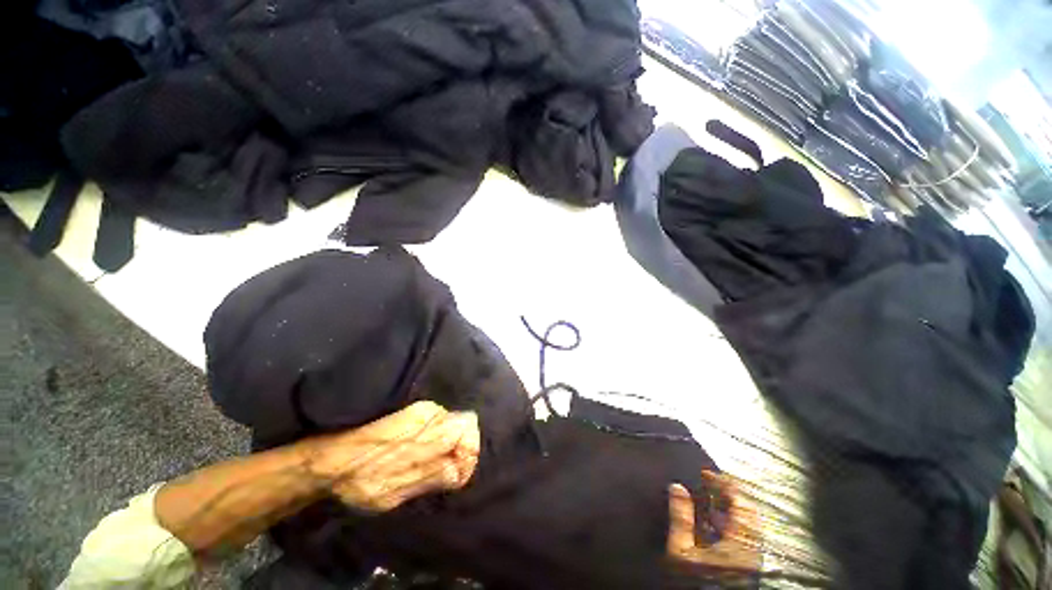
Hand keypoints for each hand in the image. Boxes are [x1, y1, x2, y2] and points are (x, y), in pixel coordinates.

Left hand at [303, 401, 480, 511]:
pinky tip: (417, 452)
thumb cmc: (360, 480)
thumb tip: (462, 467)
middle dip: (459, 447)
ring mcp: (422, 408)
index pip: (469, 427)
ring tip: (426, 462)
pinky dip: (435, 437)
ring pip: (451, 422)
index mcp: (427, 431)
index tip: (454, 472)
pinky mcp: (413, 409)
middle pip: (464, 423)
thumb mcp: (396, 492)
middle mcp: (429, 412)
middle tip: (440, 468)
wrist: (328, 458)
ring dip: (446, 443)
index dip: (468, 452)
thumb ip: (434, 475)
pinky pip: (438, 420)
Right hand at [667, 471, 761, 572]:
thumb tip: (677, 486)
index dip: (723, 483)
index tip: (703, 472)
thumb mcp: (682, 550)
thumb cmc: (696, 581)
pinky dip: (729, 523)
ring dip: (728, 508)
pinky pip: (743, 535)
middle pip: (747, 511)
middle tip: (706, 484)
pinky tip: (711, 524)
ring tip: (706, 501)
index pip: (740, 501)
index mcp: (741, 540)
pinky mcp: (747, 564)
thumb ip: (681, 517)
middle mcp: (752, 546)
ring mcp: (752, 556)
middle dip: (727, 494)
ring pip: (746, 523)